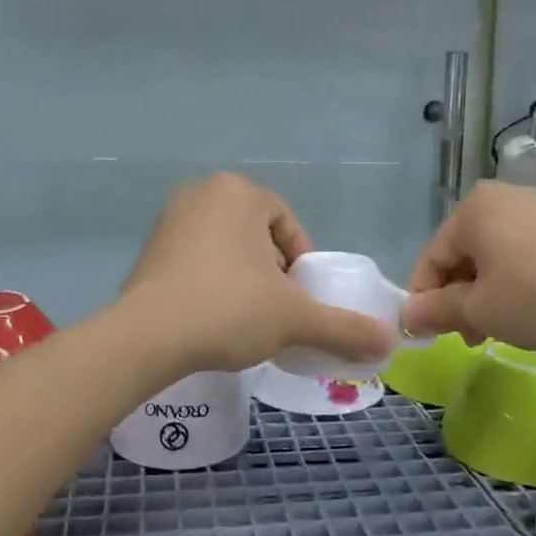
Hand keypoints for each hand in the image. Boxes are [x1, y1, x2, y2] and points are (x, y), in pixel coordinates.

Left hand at [123, 173, 395, 374]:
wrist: (147, 337)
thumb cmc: (229, 310)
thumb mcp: (294, 319)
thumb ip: (343, 327)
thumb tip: (388, 342)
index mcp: (240, 193)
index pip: (287, 225)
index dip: (301, 264)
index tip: (299, 301)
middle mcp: (202, 193)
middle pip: (257, 234)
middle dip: (271, 271)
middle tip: (274, 311)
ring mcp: (169, 219)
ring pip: (226, 247)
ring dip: (242, 278)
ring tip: (244, 318)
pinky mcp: (148, 248)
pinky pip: (195, 259)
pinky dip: (210, 282)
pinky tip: (210, 317)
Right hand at [402, 182, 535, 348]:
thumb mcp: (480, 310)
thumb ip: (437, 310)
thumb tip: (405, 316)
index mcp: (471, 210)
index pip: (432, 257)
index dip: (424, 298)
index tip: (426, 333)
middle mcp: (499, 198)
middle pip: (462, 255)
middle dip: (458, 298)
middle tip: (467, 336)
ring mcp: (534, 208)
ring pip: (492, 257)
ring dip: (485, 294)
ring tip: (496, 330)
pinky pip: (520, 253)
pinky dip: (512, 281)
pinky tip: (525, 310)